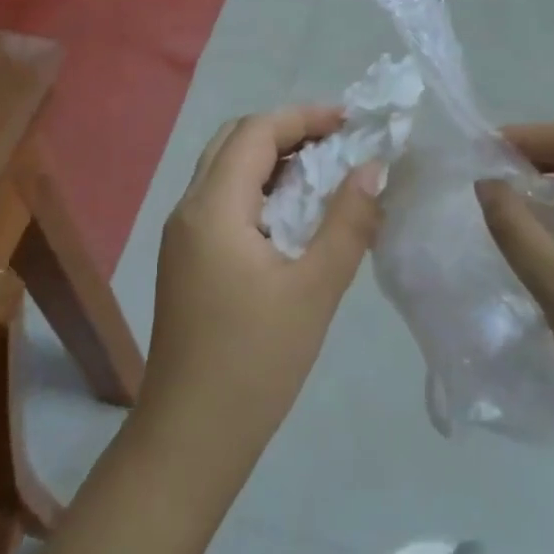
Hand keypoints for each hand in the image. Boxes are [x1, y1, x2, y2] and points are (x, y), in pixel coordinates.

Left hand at [138, 106, 383, 496]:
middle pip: (234, 142)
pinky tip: (293, 215)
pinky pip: (222, 202)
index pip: (254, 132)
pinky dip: (259, 190)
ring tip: (324, 172)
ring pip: (225, 171)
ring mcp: (181, 236)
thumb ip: (348, 223)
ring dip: (272, 160)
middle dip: (286, 131)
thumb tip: (372, 169)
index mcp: (212, 208)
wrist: (191, 436)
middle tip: (338, 143)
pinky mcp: (186, 260)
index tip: (350, 122)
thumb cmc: (256, 362)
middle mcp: (188, 210)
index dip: (302, 117)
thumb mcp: (315, 289)